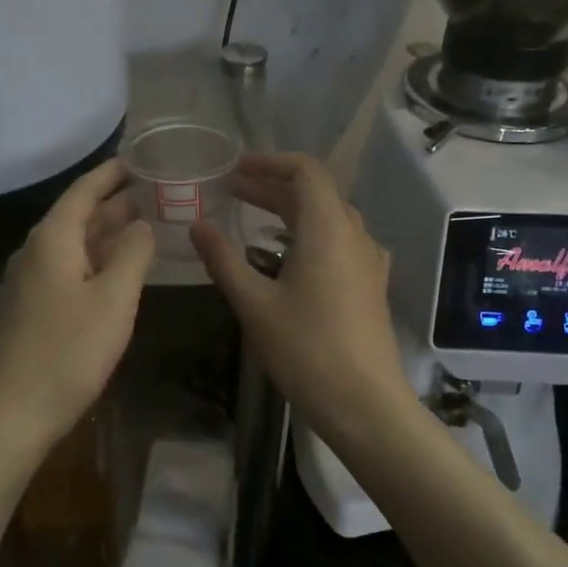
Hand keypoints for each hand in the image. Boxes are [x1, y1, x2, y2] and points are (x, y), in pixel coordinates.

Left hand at [0, 159, 154, 458]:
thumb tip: (141, 224)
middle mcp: (37, 252)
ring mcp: (32, 282)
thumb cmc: (67, 352)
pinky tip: (120, 272)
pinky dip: (98, 262)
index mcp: (53, 239)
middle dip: (117, 203)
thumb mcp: (113, 300)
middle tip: (157, 193)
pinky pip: (70, 270)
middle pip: (80, 216)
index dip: (112, 173)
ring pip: (76, 245)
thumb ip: (133, 255)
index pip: (84, 191)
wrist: (10, 413)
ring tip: (147, 225)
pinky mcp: (34, 309)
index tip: (140, 159)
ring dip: (109, 234)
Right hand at [191, 153, 418, 449]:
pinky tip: (285, 255)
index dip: (271, 163)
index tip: (236, 168)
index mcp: (328, 229)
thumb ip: (223, 259)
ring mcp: (368, 261)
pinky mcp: (370, 284)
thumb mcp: (254, 304)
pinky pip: (338, 241)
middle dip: (273, 186)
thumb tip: (197, 226)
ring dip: (290, 210)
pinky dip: (308, 233)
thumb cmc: (306, 350)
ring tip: (251, 217)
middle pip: (316, 192)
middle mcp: (354, 235)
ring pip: (329, 217)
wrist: (365, 404)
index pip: (307, 171)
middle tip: (232, 191)